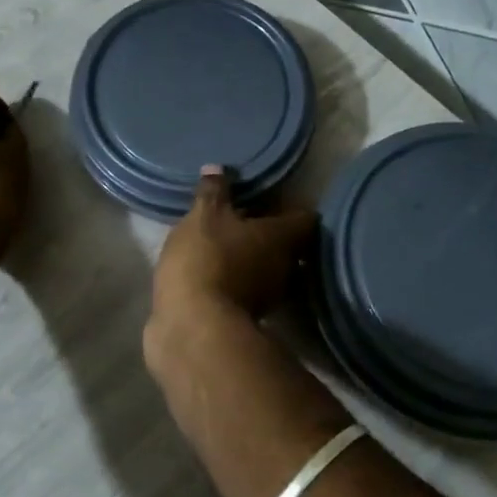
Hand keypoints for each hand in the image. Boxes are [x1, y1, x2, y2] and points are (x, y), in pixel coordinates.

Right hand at [151, 167, 316, 330]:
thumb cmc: (206, 259)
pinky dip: (237, 280)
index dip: (290, 206)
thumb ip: (213, 192)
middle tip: (244, 217)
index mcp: (283, 237)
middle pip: (289, 245)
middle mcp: (286, 267)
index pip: (304, 217)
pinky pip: (247, 290)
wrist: (192, 328)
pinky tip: (214, 271)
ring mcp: (269, 297)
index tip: (271, 197)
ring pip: (269, 269)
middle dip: (269, 233)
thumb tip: (217, 168)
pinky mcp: (247, 319)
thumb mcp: (203, 216)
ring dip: (252, 258)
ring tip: (227, 244)